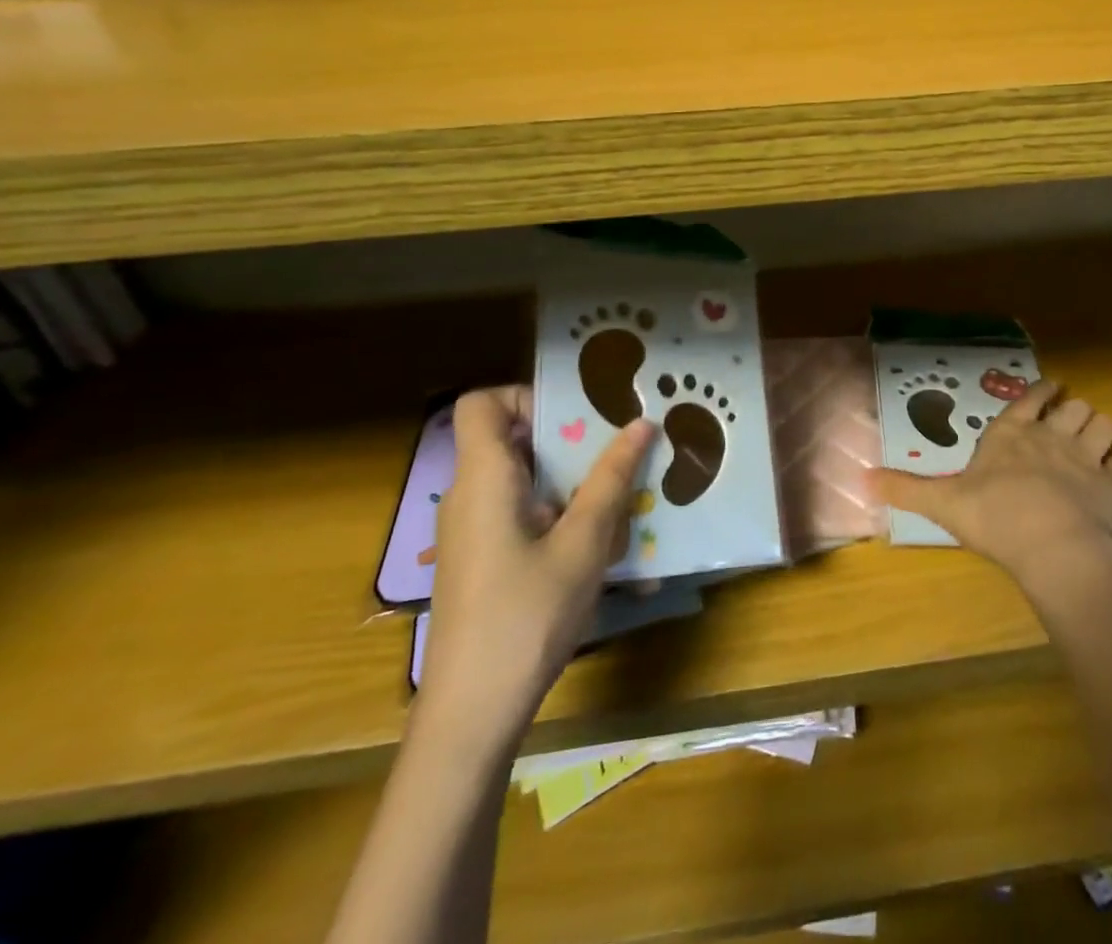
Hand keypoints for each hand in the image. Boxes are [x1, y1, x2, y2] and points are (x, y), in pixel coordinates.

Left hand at [416, 385, 651, 756]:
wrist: (471, 715)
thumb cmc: (526, 616)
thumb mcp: (583, 543)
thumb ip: (611, 479)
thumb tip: (641, 423)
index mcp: (483, 479)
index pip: (482, 403)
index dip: (525, 396)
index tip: (576, 417)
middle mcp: (469, 497)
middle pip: (511, 439)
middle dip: (569, 440)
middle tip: (619, 450)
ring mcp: (473, 532)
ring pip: (523, 480)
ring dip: (571, 481)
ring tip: (621, 496)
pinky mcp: (482, 561)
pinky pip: (521, 514)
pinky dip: (558, 514)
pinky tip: (599, 545)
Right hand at [875, 379, 1111, 594]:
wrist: (1053, 546)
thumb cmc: (994, 516)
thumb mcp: (941, 502)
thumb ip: (906, 489)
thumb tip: (863, 477)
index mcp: (1012, 434)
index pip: (1030, 398)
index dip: (1042, 391)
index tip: (1049, 388)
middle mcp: (1051, 436)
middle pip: (1074, 407)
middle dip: (1072, 411)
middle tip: (1068, 421)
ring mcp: (1086, 458)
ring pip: (1103, 426)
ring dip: (1099, 430)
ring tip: (1094, 440)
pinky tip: (1109, 479)